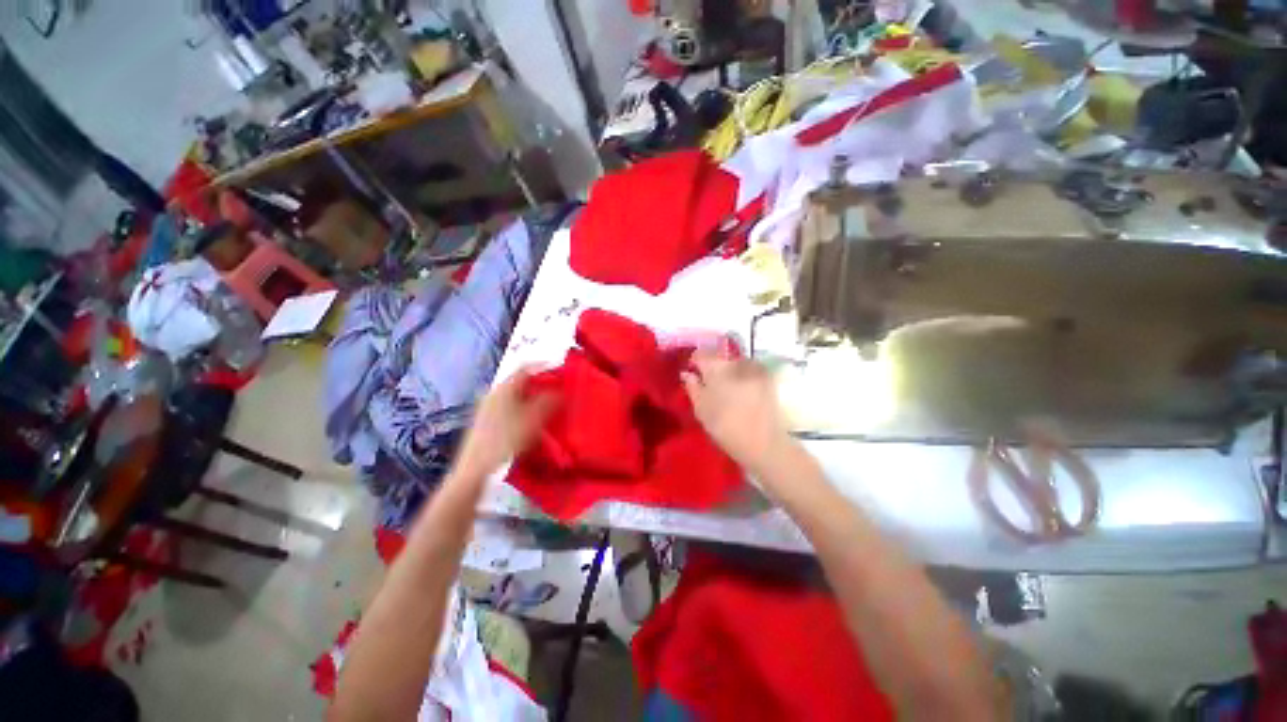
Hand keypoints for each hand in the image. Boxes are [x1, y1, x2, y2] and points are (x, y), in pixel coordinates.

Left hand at [455, 367, 557, 480]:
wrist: (475, 469)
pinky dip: (524, 410)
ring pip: (516, 397)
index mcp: (504, 388)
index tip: (560, 370)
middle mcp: (494, 394)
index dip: (543, 366)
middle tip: (558, 391)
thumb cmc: (505, 439)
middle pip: (520, 383)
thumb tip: (561, 391)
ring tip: (549, 408)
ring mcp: (487, 409)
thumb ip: (549, 401)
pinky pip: (510, 409)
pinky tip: (532, 423)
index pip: (525, 368)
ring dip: (533, 399)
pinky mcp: (486, 423)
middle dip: (540, 385)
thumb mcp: (533, 419)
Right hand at [681, 351, 790, 476]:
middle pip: (720, 359)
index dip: (694, 363)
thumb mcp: (701, 409)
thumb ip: (692, 387)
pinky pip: (750, 373)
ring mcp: (755, 369)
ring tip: (727, 390)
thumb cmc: (725, 426)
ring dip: (730, 373)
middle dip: (713, 368)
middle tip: (709, 386)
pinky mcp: (769, 379)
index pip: (700, 355)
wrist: (763, 443)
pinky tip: (742, 394)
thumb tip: (687, 373)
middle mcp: (736, 361)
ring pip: (736, 365)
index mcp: (716, 366)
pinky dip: (743, 379)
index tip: (692, 374)